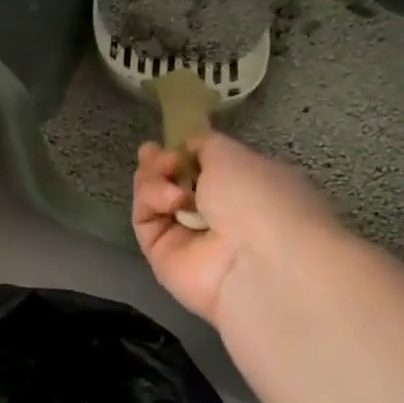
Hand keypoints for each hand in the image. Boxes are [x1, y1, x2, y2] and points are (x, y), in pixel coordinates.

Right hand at [133, 133, 339, 323]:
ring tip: (168, 179)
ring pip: (155, 199)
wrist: (256, 260)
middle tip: (155, 154)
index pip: (206, 168)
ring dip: (154, 179)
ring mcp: (189, 239)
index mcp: (246, 189)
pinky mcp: (163, 257)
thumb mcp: (234, 155)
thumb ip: (205, 146)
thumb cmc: (257, 198)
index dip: (185, 152)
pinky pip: (145, 220)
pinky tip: (169, 199)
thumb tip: (187, 149)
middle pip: (174, 182)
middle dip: (161, 163)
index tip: (172, 142)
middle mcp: (218, 215)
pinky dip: (150, 202)